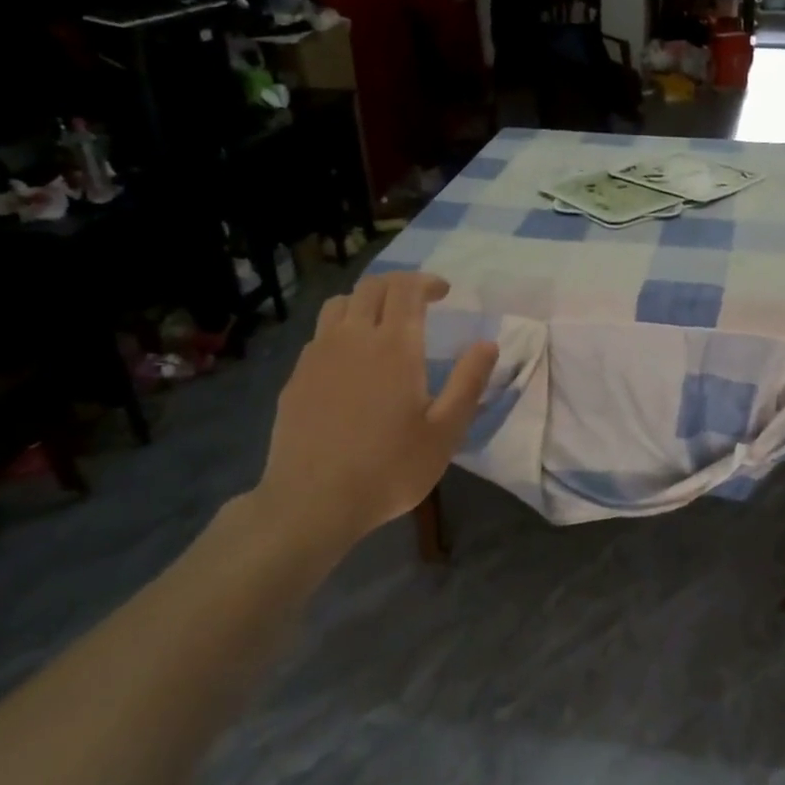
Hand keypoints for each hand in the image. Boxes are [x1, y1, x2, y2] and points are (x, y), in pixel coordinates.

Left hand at [248, 272, 497, 558]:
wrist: (313, 503)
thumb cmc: (389, 468)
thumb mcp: (445, 432)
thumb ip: (468, 382)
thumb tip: (488, 344)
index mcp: (394, 346)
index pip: (406, 289)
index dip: (426, 281)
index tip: (443, 292)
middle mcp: (353, 338)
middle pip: (371, 287)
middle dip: (398, 285)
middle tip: (418, 302)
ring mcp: (318, 356)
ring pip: (339, 304)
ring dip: (365, 302)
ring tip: (382, 323)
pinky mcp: (296, 377)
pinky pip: (320, 335)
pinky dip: (341, 329)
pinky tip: (351, 360)